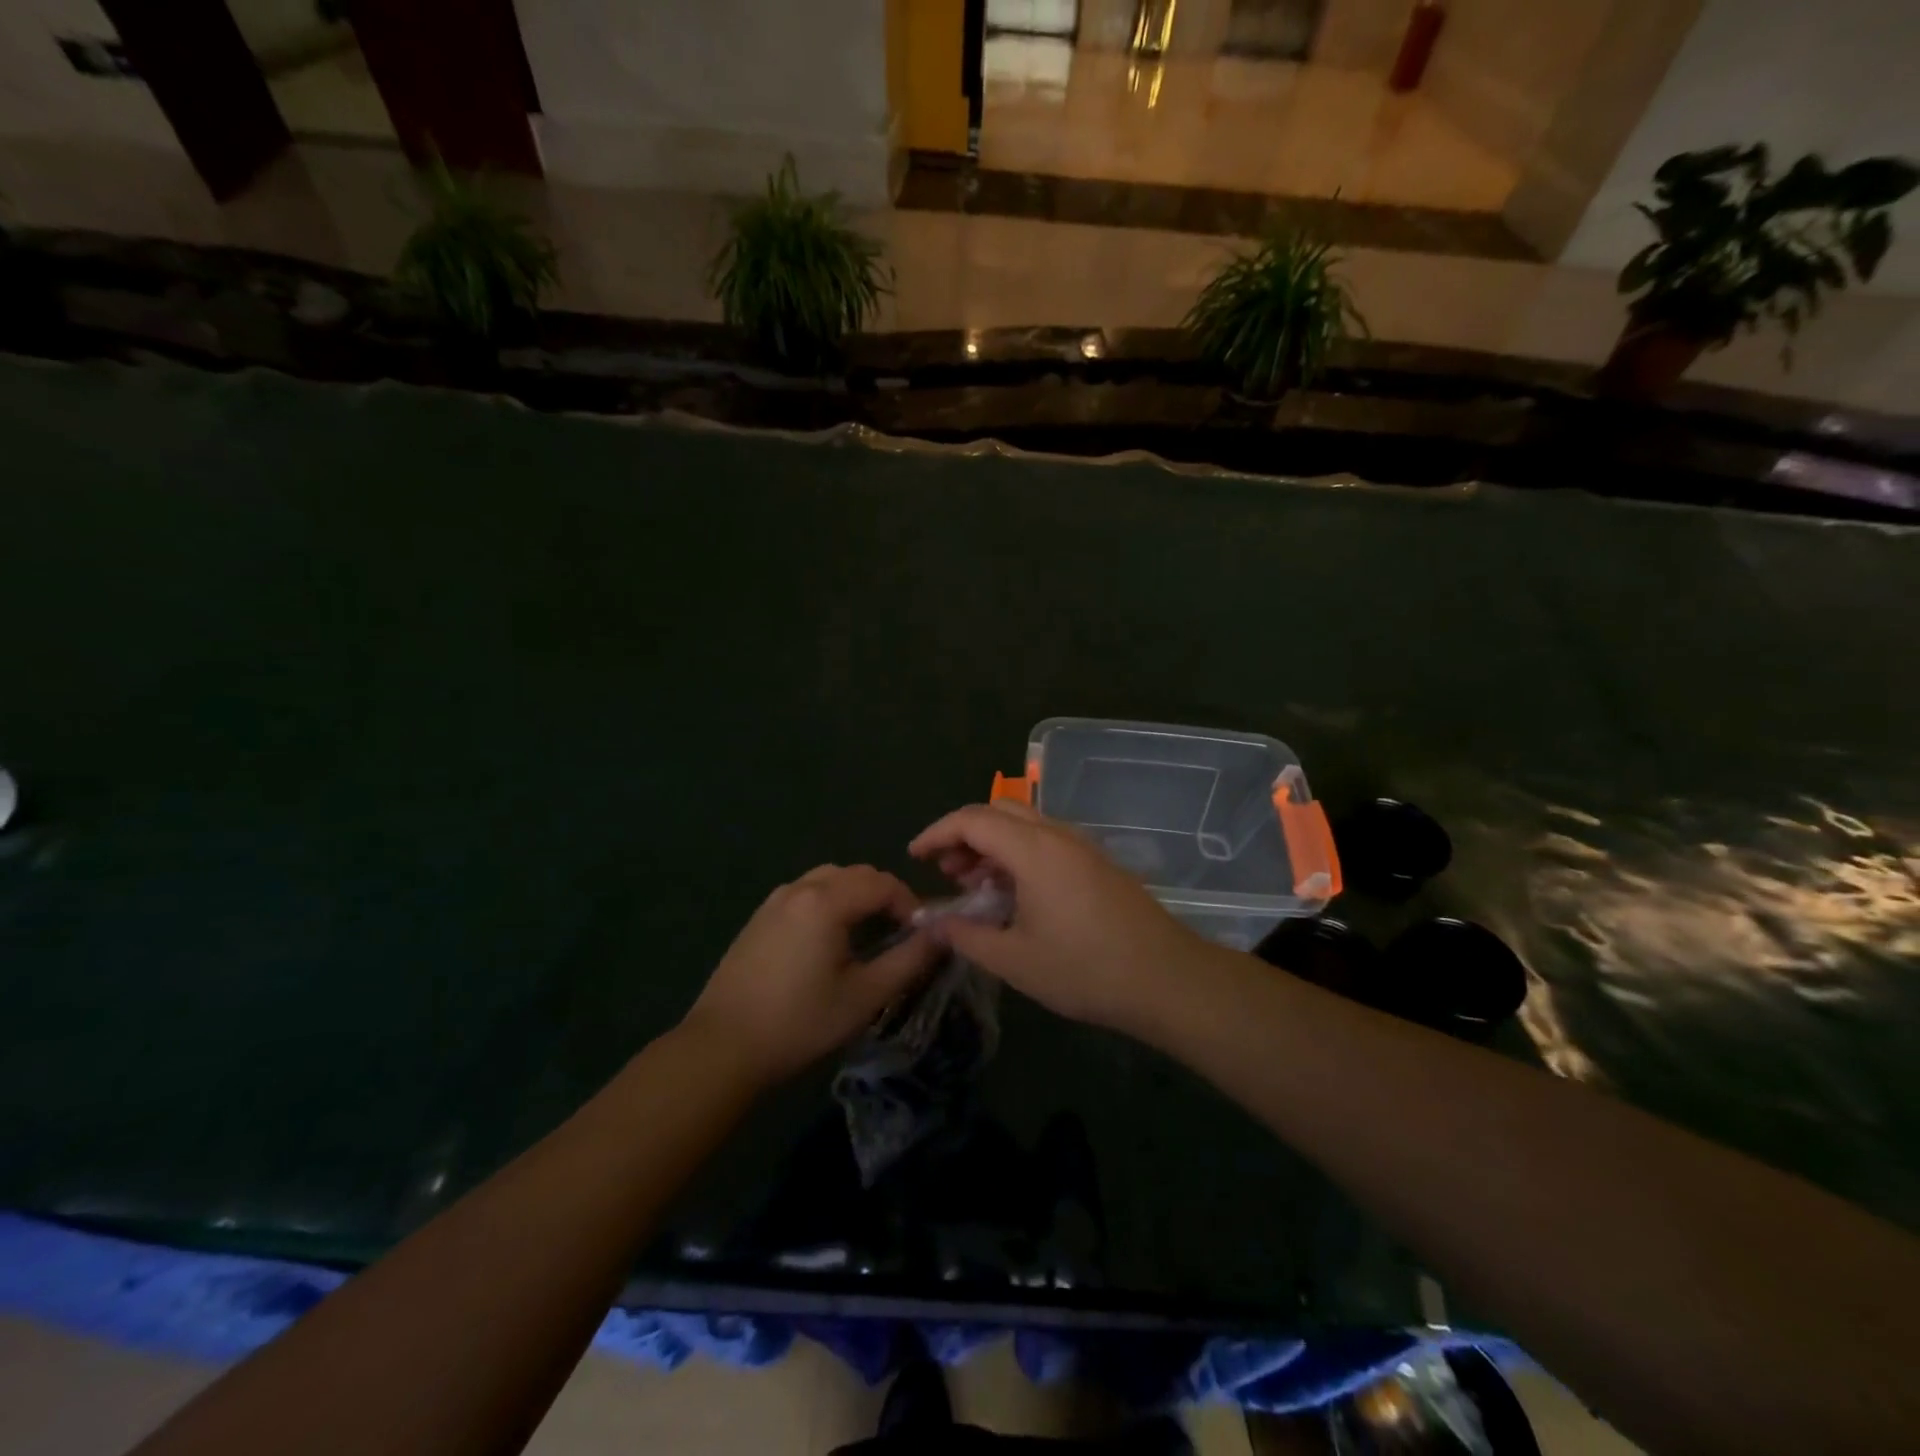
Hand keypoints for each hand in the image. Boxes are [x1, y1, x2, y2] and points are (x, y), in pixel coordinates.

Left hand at [681, 865, 937, 1087]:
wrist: (722, 1047)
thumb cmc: (800, 1022)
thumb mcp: (865, 995)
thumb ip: (909, 960)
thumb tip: (942, 934)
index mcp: (826, 901)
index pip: (883, 883)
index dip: (909, 903)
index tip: (921, 935)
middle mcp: (800, 888)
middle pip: (856, 874)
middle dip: (885, 896)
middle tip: (899, 933)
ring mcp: (774, 900)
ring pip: (828, 879)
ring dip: (856, 896)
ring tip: (867, 933)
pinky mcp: (758, 917)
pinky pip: (805, 892)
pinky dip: (829, 902)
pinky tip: (829, 940)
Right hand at [909, 802, 1211, 1035]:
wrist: (1166, 978)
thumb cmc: (1084, 970)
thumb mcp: (1014, 960)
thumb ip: (966, 936)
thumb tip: (933, 922)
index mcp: (1033, 849)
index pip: (972, 820)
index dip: (937, 833)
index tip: (914, 857)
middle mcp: (1056, 835)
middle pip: (998, 810)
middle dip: (964, 834)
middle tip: (946, 872)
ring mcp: (1081, 845)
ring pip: (1023, 823)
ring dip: (992, 843)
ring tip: (974, 885)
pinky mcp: (1096, 861)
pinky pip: (1045, 840)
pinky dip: (1017, 853)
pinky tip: (1013, 893)